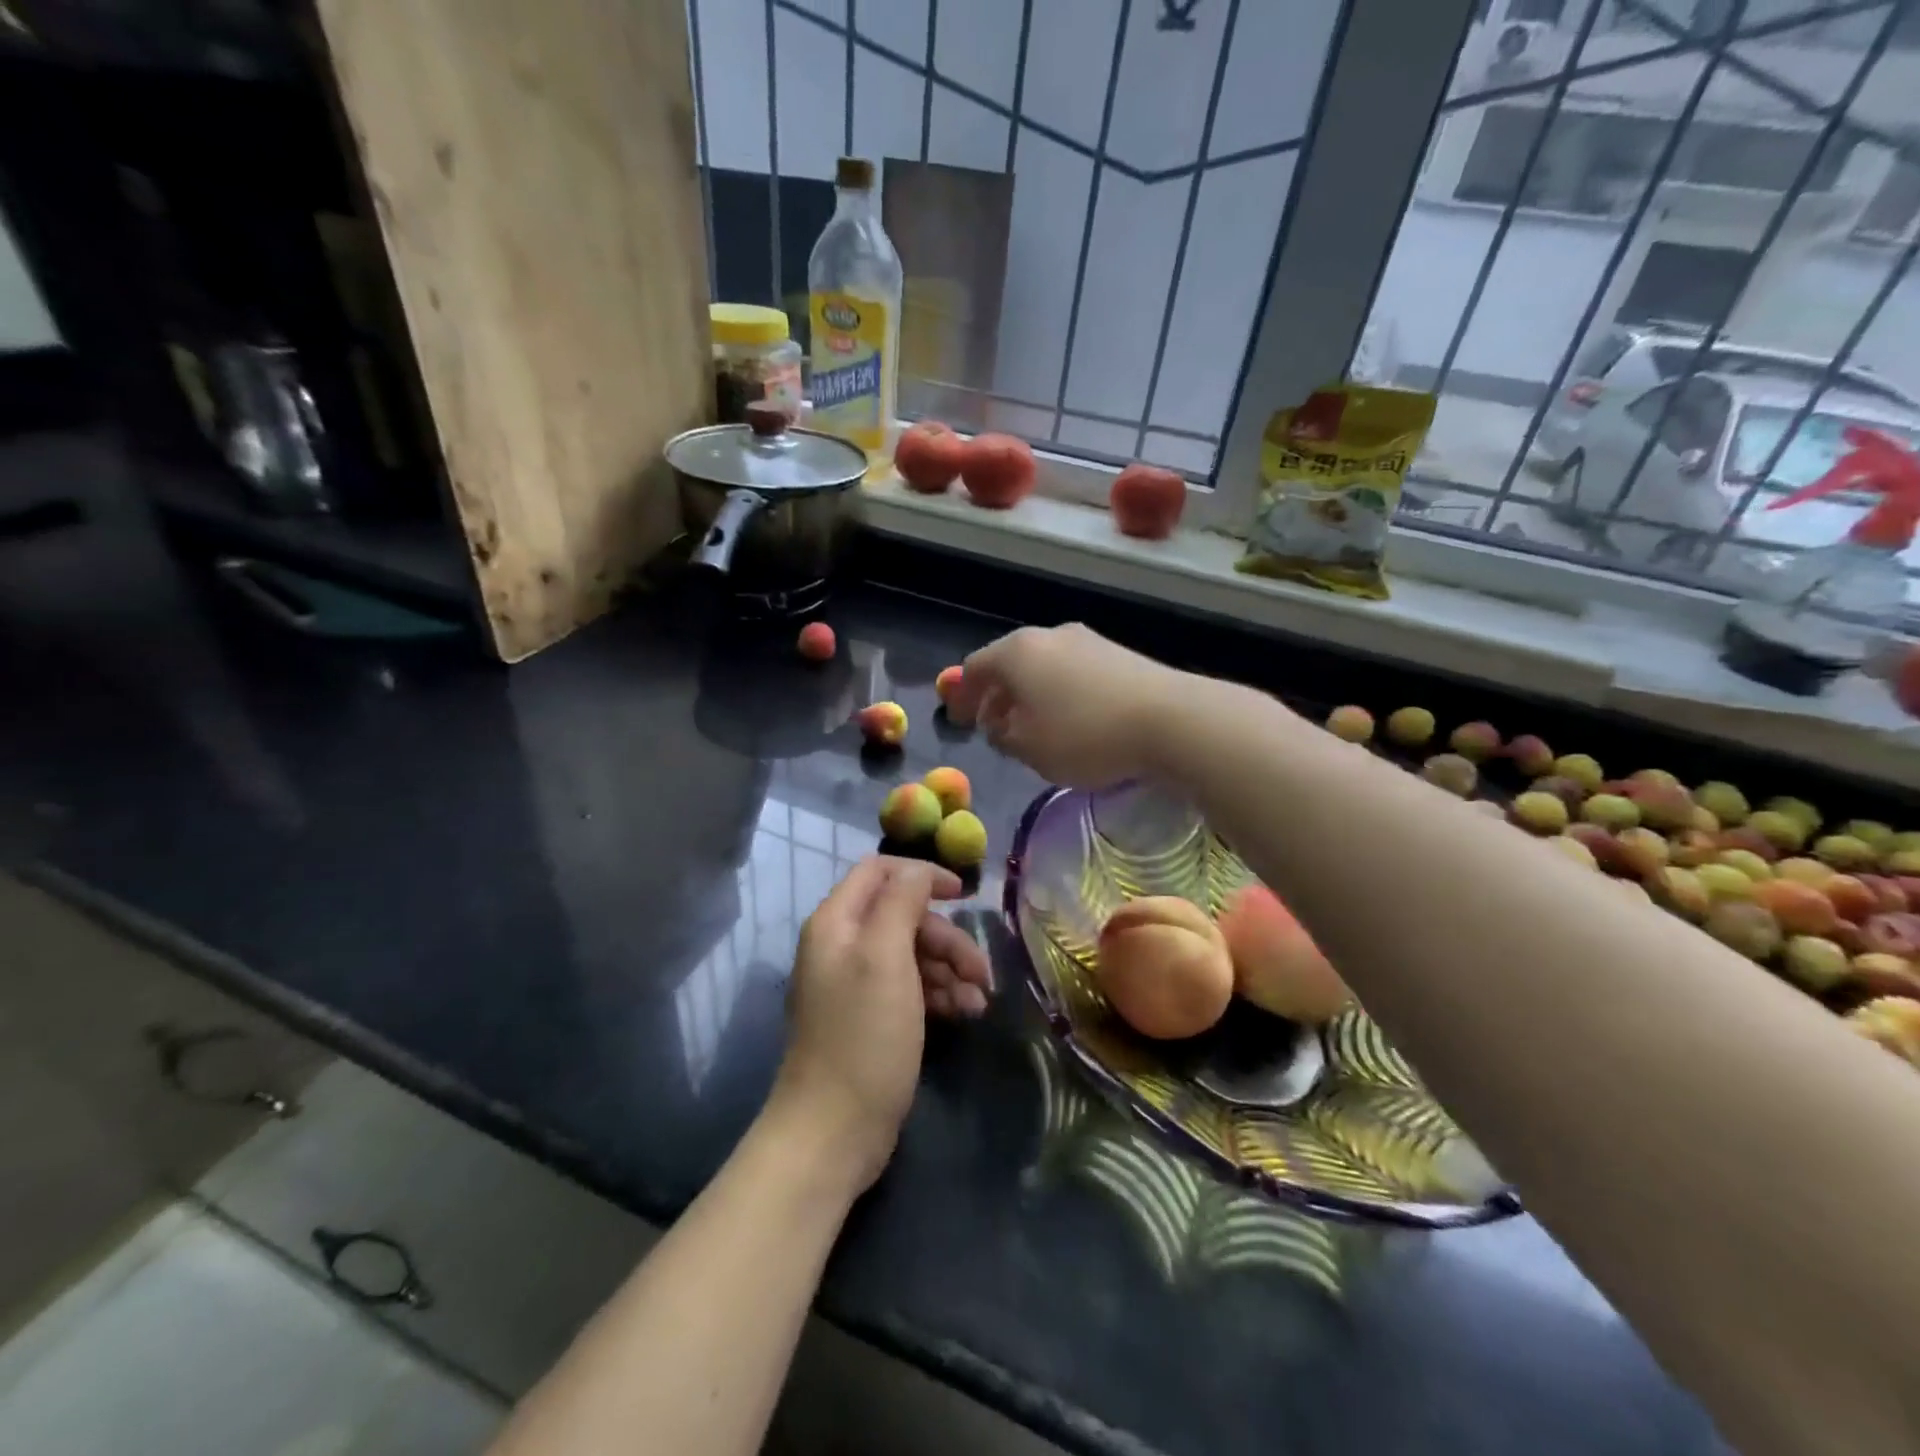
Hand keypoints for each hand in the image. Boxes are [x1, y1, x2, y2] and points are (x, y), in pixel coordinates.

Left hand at [770, 857, 991, 1192]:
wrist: (833, 1131)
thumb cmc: (863, 1035)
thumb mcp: (885, 957)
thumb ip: (901, 902)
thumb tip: (919, 874)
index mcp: (836, 922)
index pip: (881, 871)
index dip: (923, 875)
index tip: (965, 895)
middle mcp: (842, 945)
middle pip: (903, 916)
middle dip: (946, 938)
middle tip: (981, 971)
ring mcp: (855, 983)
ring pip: (912, 953)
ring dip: (950, 970)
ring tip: (978, 1003)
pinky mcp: (871, 1018)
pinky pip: (910, 987)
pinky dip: (940, 994)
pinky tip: (966, 1014)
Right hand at [951, 624, 1187, 788]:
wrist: (1170, 718)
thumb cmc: (1084, 735)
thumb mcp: (1029, 748)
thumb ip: (1002, 736)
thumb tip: (999, 724)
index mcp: (1017, 652)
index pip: (974, 668)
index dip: (962, 697)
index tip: (960, 721)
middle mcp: (1048, 635)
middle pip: (1009, 663)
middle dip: (997, 695)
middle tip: (993, 726)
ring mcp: (1086, 640)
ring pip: (1042, 666)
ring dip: (1029, 695)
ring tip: (1032, 727)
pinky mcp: (1117, 654)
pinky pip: (1071, 672)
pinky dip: (1058, 693)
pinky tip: (1070, 719)